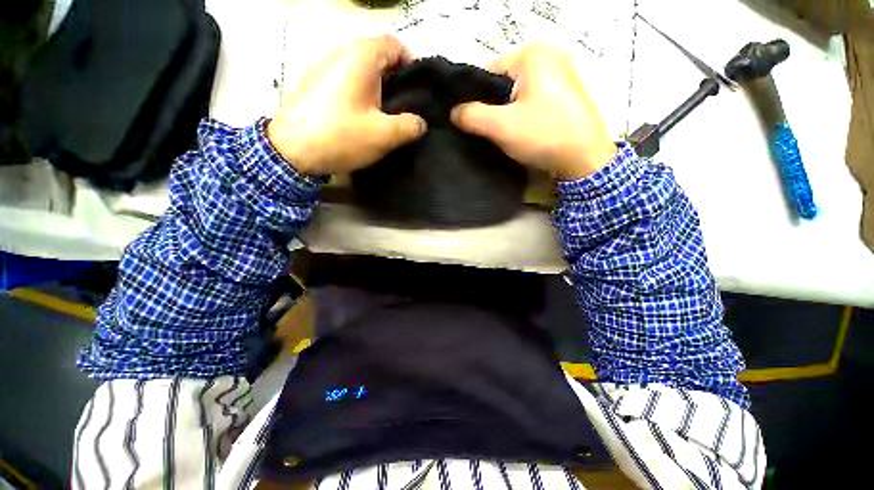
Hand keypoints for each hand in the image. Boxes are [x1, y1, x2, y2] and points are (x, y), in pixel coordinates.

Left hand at [267, 36, 426, 175]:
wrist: (291, 151)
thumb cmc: (341, 136)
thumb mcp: (384, 135)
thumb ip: (410, 126)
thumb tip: (420, 123)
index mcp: (361, 56)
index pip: (395, 45)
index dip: (412, 65)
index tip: (419, 92)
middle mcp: (341, 52)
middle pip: (378, 57)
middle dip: (396, 80)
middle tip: (406, 107)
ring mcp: (325, 66)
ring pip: (362, 70)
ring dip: (378, 88)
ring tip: (387, 114)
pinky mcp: (316, 83)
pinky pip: (346, 80)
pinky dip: (360, 92)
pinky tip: (364, 115)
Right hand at [450, 44, 616, 179]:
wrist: (585, 159)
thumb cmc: (543, 135)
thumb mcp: (501, 126)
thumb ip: (472, 116)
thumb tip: (453, 112)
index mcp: (532, 53)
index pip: (486, 72)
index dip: (472, 98)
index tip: (466, 121)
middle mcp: (547, 56)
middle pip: (502, 83)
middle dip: (490, 107)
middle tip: (483, 131)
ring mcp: (559, 74)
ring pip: (515, 94)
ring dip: (504, 113)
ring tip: (499, 134)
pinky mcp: (563, 94)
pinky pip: (530, 101)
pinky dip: (519, 115)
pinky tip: (517, 131)